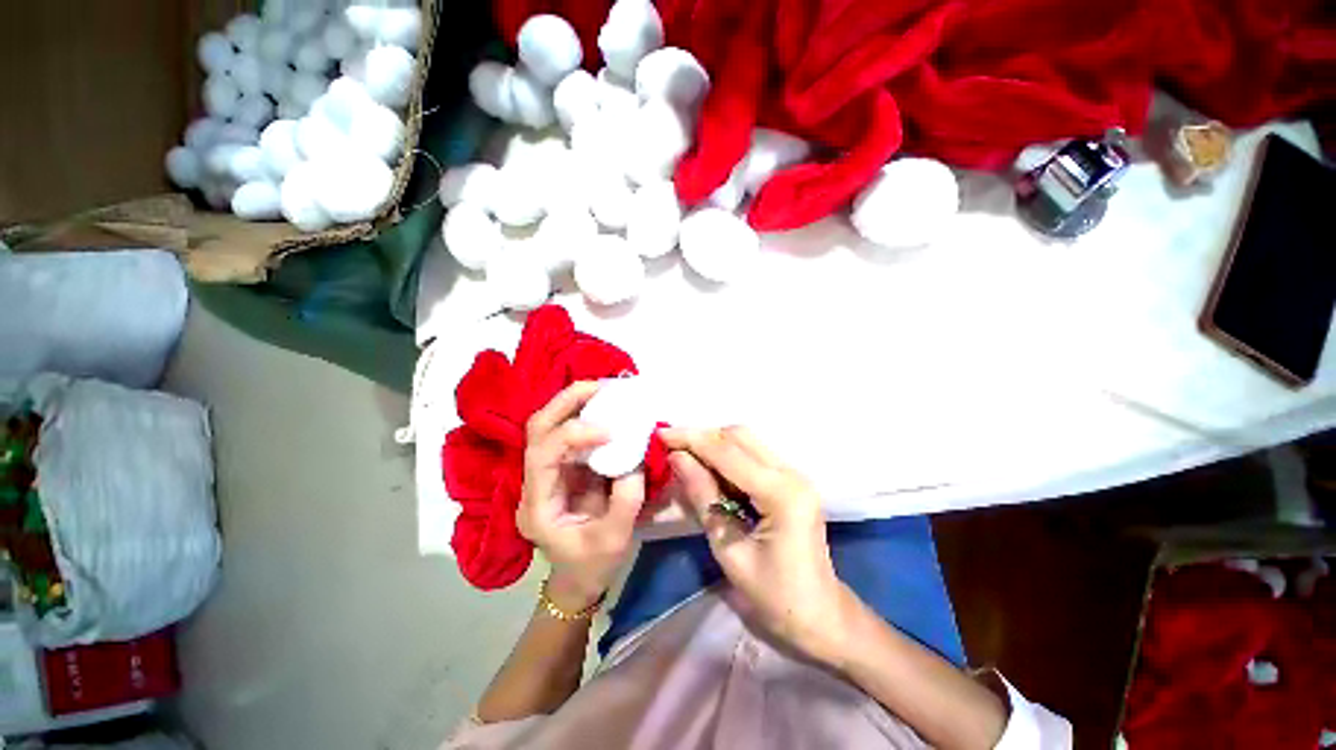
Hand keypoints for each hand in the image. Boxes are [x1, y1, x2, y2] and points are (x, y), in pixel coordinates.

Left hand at [518, 382, 646, 611]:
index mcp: (537, 504)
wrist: (578, 580)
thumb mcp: (614, 539)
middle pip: (538, 428)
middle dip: (567, 402)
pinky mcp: (564, 468)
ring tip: (605, 390)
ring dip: (576, 403)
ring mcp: (548, 472)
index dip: (576, 433)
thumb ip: (626, 499)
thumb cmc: (591, 565)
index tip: (612, 430)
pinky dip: (587, 415)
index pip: (544, 454)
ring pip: (550, 425)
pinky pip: (570, 433)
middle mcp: (534, 482)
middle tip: (601, 387)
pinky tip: (607, 408)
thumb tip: (635, 457)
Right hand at [659, 426, 855, 665]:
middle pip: (739, 436)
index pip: (728, 453)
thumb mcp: (728, 550)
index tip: (660, 434)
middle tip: (669, 446)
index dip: (691, 439)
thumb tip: (677, 457)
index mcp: (781, 493)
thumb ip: (702, 497)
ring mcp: (794, 474)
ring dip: (713, 443)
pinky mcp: (790, 480)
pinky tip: (706, 467)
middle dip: (701, 436)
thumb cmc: (774, 597)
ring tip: (683, 454)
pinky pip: (752, 455)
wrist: (820, 616)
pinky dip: (726, 455)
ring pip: (746, 441)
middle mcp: (792, 473)